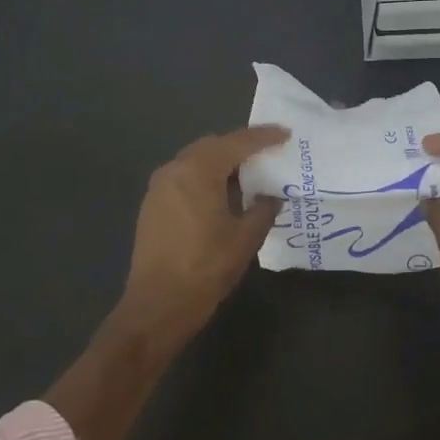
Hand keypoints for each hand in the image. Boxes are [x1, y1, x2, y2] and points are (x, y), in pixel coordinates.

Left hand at [119, 125, 288, 344]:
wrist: (158, 306)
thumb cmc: (206, 267)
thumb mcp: (246, 237)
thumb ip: (263, 208)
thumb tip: (271, 196)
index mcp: (198, 170)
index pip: (237, 142)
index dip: (264, 137)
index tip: (286, 133)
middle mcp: (175, 169)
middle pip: (213, 145)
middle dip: (241, 146)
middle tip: (268, 152)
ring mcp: (159, 187)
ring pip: (196, 161)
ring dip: (221, 162)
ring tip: (248, 174)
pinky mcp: (152, 206)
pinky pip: (184, 178)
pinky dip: (205, 177)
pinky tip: (222, 195)